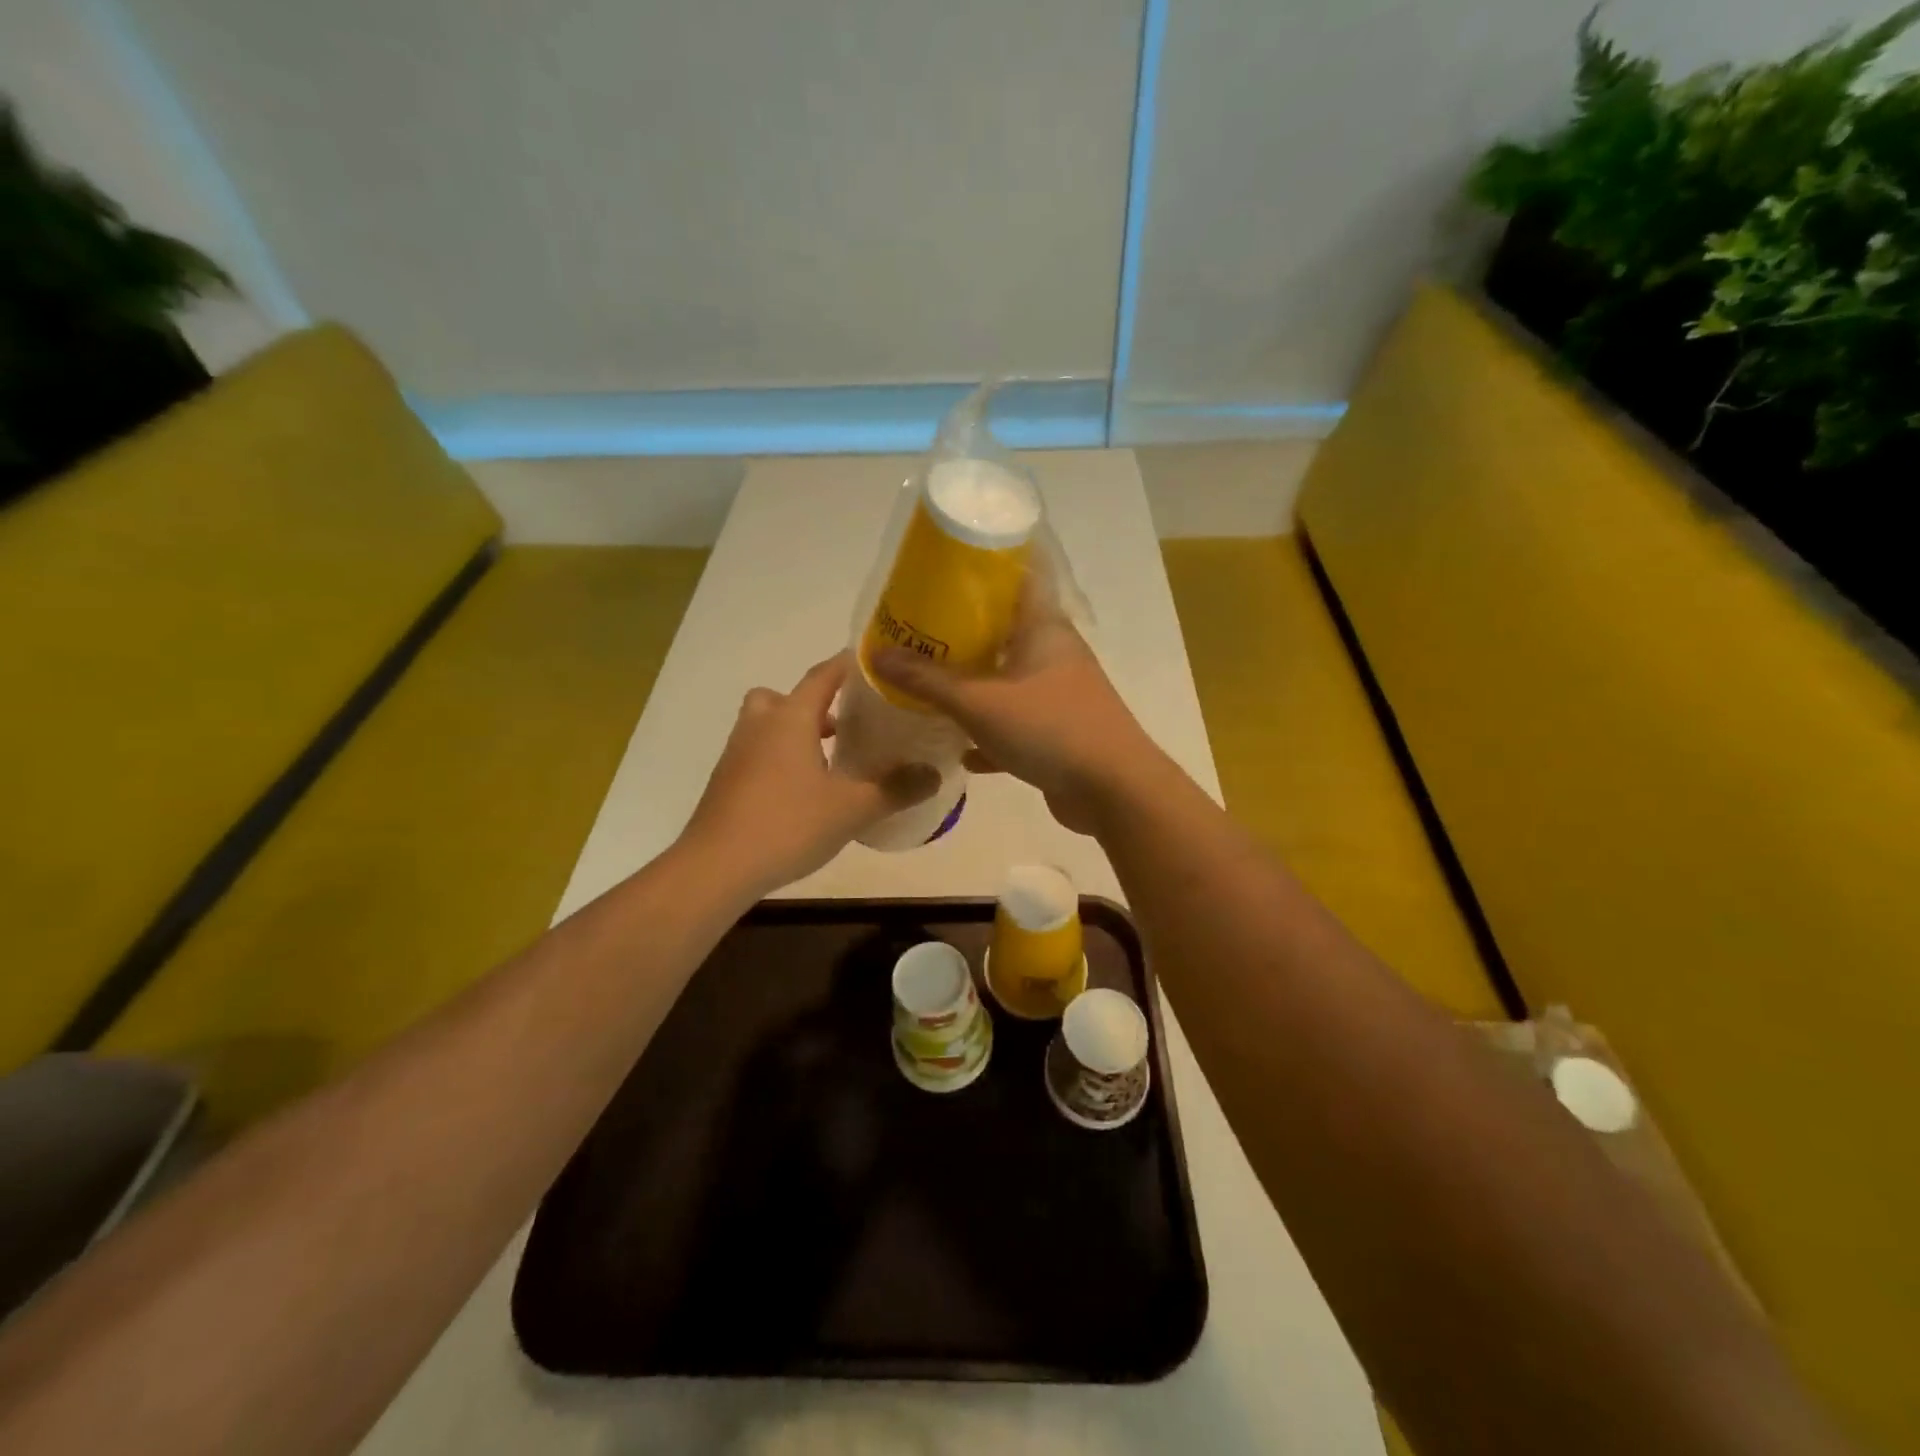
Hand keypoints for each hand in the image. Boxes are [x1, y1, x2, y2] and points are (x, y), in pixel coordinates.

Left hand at [682, 653, 938, 894]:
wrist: (716, 867)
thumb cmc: (787, 825)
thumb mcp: (851, 809)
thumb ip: (895, 789)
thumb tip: (934, 774)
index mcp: (790, 719)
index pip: (822, 675)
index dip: (848, 666)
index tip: (872, 663)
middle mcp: (759, 726)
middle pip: (783, 696)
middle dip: (813, 703)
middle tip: (842, 724)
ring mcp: (737, 754)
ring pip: (766, 725)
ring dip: (794, 732)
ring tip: (828, 760)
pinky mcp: (726, 781)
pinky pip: (756, 752)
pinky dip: (779, 758)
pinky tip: (802, 792)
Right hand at [871, 586, 1163, 833]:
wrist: (1113, 791)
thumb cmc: (1050, 728)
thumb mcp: (980, 702)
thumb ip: (928, 681)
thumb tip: (876, 654)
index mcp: (1044, 628)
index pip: (1016, 578)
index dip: (980, 570)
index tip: (940, 572)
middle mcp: (1054, 654)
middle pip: (1003, 632)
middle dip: (961, 635)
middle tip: (916, 633)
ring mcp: (1058, 695)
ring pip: (1007, 681)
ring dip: (973, 686)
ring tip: (928, 685)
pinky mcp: (1058, 732)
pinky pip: (1015, 724)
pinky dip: (988, 732)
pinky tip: (959, 749)